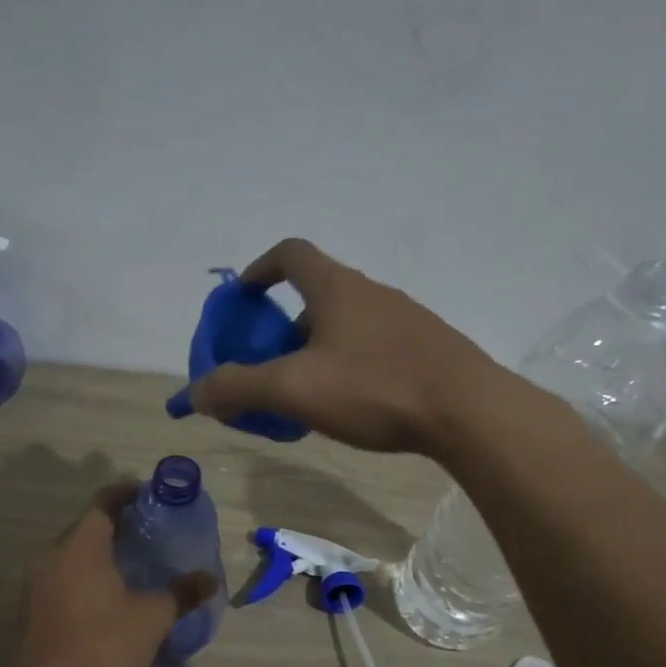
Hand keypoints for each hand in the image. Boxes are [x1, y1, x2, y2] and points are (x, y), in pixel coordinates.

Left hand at [12, 482, 218, 666]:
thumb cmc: (102, 642)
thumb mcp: (152, 617)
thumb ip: (181, 593)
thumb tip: (210, 580)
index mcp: (81, 543)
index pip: (104, 501)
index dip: (129, 493)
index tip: (152, 496)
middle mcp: (53, 553)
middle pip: (87, 527)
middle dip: (119, 526)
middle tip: (151, 535)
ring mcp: (37, 582)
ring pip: (73, 554)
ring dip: (101, 554)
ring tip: (134, 566)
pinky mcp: (32, 608)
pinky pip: (64, 577)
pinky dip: (87, 577)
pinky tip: (110, 597)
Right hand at [168, 239, 509, 454]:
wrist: (468, 412)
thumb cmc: (374, 388)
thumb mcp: (294, 389)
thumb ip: (238, 387)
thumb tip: (197, 392)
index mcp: (337, 288)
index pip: (291, 254)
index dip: (260, 268)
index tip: (243, 298)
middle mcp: (372, 292)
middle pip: (317, 295)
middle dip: (284, 327)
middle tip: (270, 366)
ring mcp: (406, 319)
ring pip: (347, 325)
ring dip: (318, 349)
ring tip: (308, 394)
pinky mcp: (428, 349)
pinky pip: (375, 347)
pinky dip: (350, 365)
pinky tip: (353, 404)